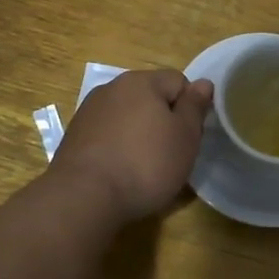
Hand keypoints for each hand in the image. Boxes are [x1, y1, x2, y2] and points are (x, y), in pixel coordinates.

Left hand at [50, 70, 213, 223]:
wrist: (84, 197)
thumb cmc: (145, 164)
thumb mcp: (185, 137)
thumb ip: (195, 107)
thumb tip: (203, 83)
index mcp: (140, 81)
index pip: (178, 81)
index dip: (189, 108)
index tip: (189, 137)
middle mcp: (111, 88)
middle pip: (150, 97)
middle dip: (163, 120)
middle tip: (170, 153)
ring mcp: (88, 111)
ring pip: (127, 116)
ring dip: (139, 133)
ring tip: (143, 167)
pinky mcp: (74, 136)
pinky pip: (107, 134)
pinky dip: (117, 147)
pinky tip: (119, 172)